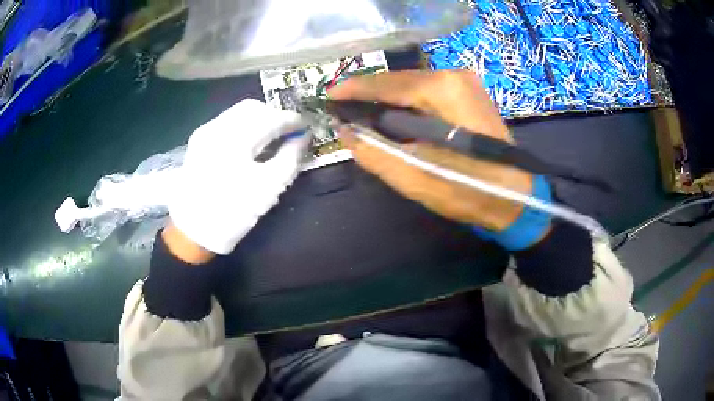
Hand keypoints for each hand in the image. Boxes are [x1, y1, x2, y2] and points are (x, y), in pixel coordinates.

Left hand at [168, 99, 308, 255]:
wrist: (193, 231)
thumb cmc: (233, 212)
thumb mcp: (268, 189)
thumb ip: (290, 158)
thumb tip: (303, 137)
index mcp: (235, 138)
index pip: (270, 118)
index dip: (292, 120)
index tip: (307, 127)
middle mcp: (217, 127)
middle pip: (253, 107)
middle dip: (275, 115)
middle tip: (290, 131)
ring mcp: (205, 132)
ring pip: (238, 112)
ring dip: (259, 118)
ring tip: (272, 136)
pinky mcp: (199, 140)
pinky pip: (227, 122)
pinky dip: (244, 125)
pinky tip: (251, 142)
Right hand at [328, 70, 532, 230]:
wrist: (516, 199)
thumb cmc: (469, 190)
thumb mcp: (415, 177)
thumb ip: (374, 152)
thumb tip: (346, 131)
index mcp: (442, 89)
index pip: (387, 83)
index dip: (354, 89)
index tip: (328, 96)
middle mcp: (454, 75)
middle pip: (399, 80)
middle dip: (370, 94)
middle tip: (343, 110)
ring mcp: (466, 82)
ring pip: (413, 84)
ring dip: (387, 99)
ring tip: (364, 114)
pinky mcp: (470, 93)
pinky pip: (428, 92)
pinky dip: (407, 102)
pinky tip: (394, 115)